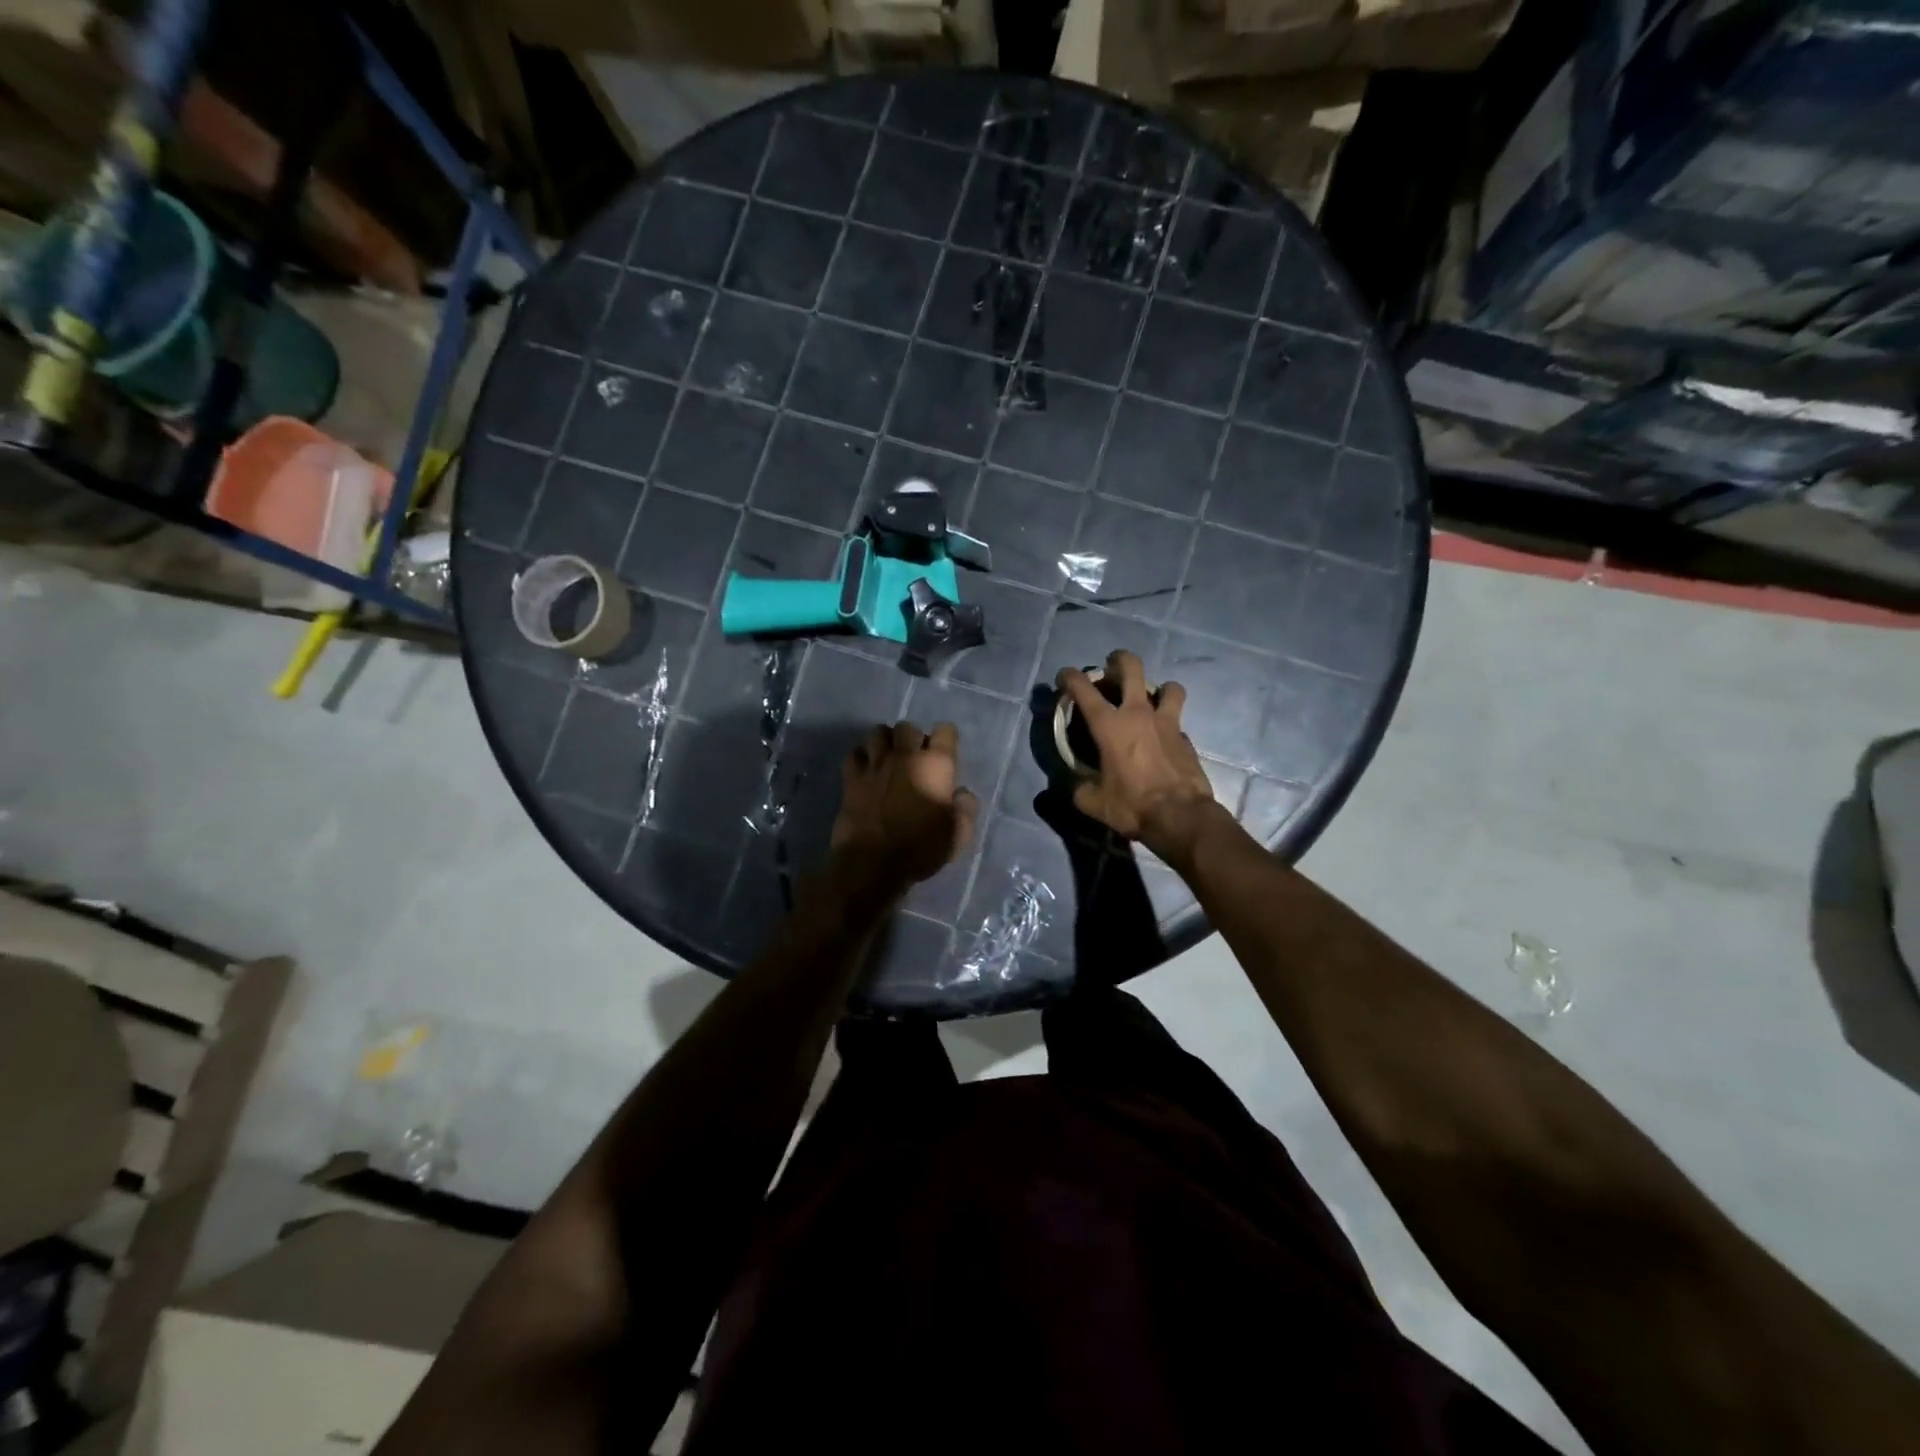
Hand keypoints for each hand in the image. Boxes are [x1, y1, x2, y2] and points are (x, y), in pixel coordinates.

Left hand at [831, 721, 979, 891]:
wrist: (872, 863)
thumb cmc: (920, 849)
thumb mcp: (958, 835)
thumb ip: (966, 809)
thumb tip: (962, 793)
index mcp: (935, 765)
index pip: (945, 730)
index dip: (946, 739)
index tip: (945, 756)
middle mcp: (905, 755)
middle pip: (907, 727)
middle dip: (913, 738)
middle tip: (915, 759)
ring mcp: (875, 764)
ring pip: (878, 732)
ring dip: (885, 742)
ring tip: (889, 759)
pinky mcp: (851, 778)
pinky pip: (854, 753)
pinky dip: (861, 757)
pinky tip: (866, 771)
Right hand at [1057, 650, 1218, 862]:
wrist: (1181, 817)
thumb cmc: (1132, 805)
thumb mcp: (1093, 802)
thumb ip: (1079, 788)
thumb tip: (1076, 784)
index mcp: (1109, 725)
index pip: (1083, 689)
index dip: (1070, 677)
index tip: (1064, 677)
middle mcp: (1138, 714)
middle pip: (1132, 667)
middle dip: (1119, 660)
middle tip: (1111, 666)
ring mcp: (1167, 722)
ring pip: (1168, 687)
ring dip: (1158, 688)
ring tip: (1150, 699)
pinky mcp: (1186, 738)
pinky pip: (1177, 720)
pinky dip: (1169, 723)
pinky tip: (1163, 738)